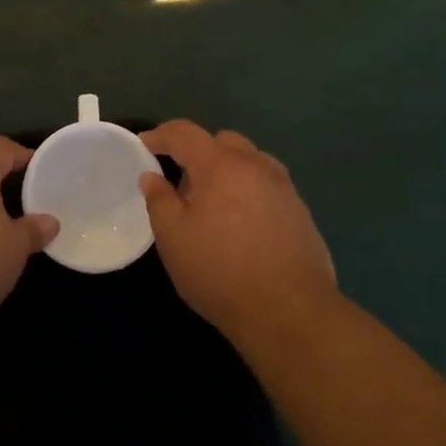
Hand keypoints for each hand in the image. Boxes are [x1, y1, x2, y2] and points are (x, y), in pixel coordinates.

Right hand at [139, 119, 337, 343]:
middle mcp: (256, 166)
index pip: (185, 133)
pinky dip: (248, 191)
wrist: (291, 312)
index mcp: (221, 165)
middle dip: (198, 153)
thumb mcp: (173, 239)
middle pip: (223, 141)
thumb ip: (159, 200)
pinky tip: (242, 225)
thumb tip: (151, 177)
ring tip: (214, 206)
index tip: (144, 146)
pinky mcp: (300, 212)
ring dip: (227, 171)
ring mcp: (284, 188)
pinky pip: (267, 186)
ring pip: (250, 162)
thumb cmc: (221, 272)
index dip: (161, 135)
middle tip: (181, 184)